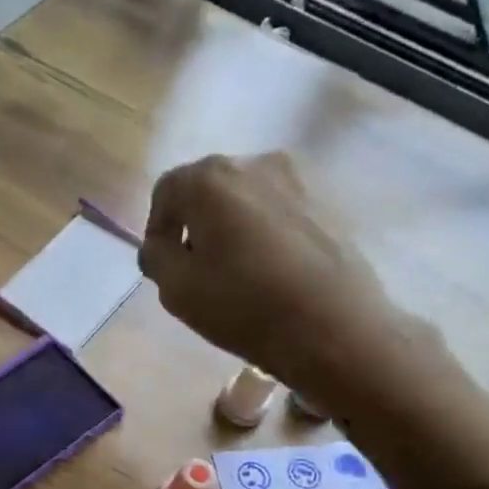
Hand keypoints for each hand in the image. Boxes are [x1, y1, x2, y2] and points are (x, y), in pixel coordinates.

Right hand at [143, 152, 488, 488]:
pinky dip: (264, 233)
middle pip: (207, 189)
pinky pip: (277, 212)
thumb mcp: (176, 289)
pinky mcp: (326, 202)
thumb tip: (159, 245)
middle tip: (197, 270)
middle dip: (194, 225)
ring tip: (236, 273)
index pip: (166, 191)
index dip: (157, 228)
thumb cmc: (244, 306)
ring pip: (245, 200)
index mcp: (210, 179)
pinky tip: (270, 272)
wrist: (333, 326)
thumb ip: (155, 257)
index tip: (164, 265)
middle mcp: (253, 163)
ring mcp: (297, 179)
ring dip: (231, 228)